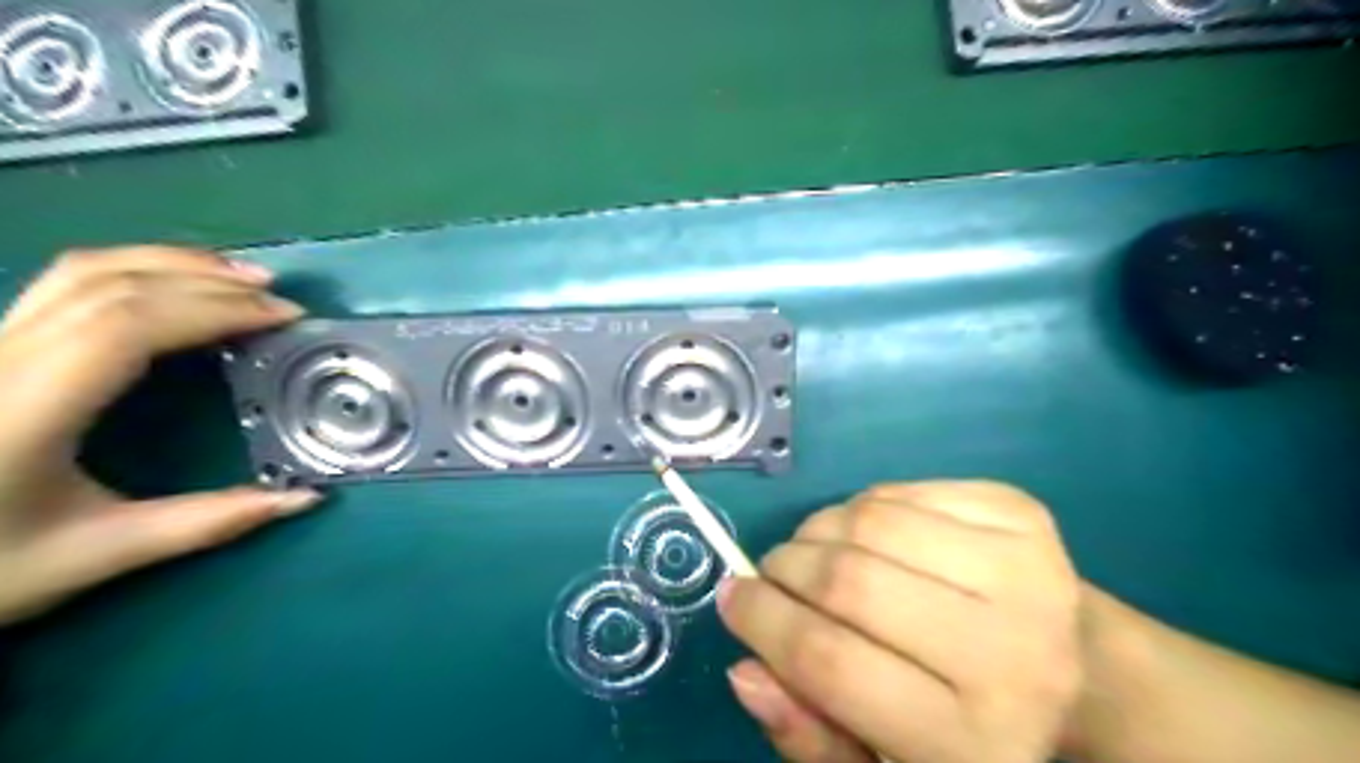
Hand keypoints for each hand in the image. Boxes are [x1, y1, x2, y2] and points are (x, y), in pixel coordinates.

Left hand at [0, 248, 322, 629]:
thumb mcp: (96, 554)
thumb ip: (207, 522)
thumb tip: (304, 499)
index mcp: (23, 410)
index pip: (126, 327)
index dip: (214, 310)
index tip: (283, 319)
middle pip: (110, 286)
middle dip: (206, 282)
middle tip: (277, 297)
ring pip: (81, 272)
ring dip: (171, 263)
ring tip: (239, 276)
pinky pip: (66, 284)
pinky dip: (135, 271)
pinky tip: (175, 284)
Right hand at [720, 482, 1084, 761]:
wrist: (1079, 672)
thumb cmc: (968, 725)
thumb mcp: (886, 762)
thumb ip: (811, 735)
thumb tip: (745, 669)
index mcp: (974, 742)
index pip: (830, 662)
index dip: (764, 621)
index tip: (733, 598)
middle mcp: (1010, 652)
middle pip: (848, 581)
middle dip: (785, 568)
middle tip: (772, 573)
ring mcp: (1024, 569)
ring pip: (869, 519)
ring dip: (819, 530)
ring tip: (817, 552)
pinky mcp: (1020, 514)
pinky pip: (899, 490)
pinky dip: (863, 507)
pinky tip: (872, 535)